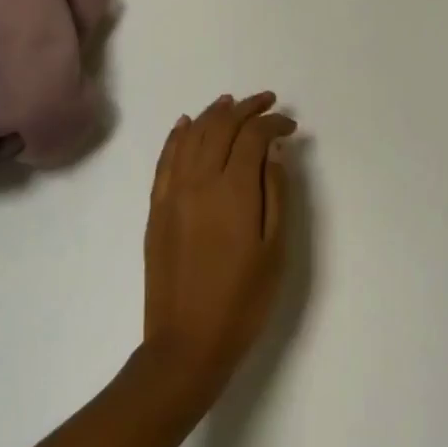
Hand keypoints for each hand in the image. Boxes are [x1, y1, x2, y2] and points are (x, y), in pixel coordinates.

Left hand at [140, 92, 293, 413]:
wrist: (187, 345)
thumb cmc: (243, 300)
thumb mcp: (275, 248)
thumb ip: (276, 191)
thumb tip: (275, 147)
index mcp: (233, 190)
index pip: (252, 136)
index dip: (273, 123)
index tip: (290, 126)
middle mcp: (199, 181)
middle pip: (221, 127)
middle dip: (246, 108)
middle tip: (267, 101)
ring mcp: (173, 194)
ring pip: (192, 136)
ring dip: (213, 114)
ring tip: (232, 103)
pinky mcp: (157, 209)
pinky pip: (165, 159)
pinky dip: (178, 135)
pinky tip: (187, 124)